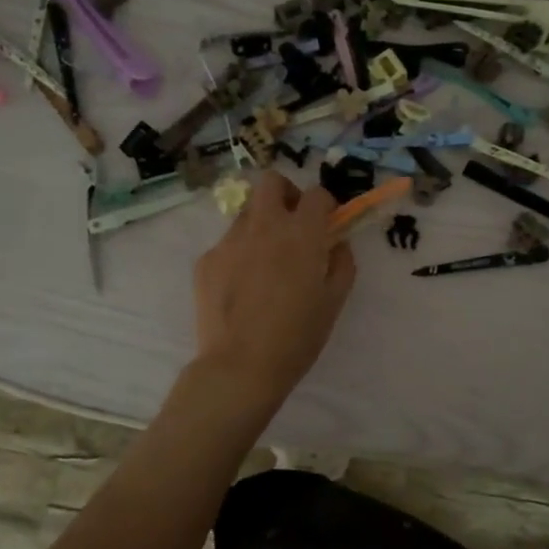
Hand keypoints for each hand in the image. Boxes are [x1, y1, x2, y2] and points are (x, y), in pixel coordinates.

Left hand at [192, 170, 356, 401]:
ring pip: (247, 213)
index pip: (316, 194)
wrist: (241, 366)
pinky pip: (227, 244)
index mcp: (301, 233)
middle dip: (286, 194)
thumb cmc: (298, 336)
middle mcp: (264, 226)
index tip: (326, 225)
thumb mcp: (334, 300)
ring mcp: (230, 241)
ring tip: (266, 262)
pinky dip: (240, 254)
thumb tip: (336, 243)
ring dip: (262, 224)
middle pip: (271, 182)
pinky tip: (243, 287)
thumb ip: (341, 262)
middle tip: (293, 224)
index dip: (325, 205)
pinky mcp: (207, 260)